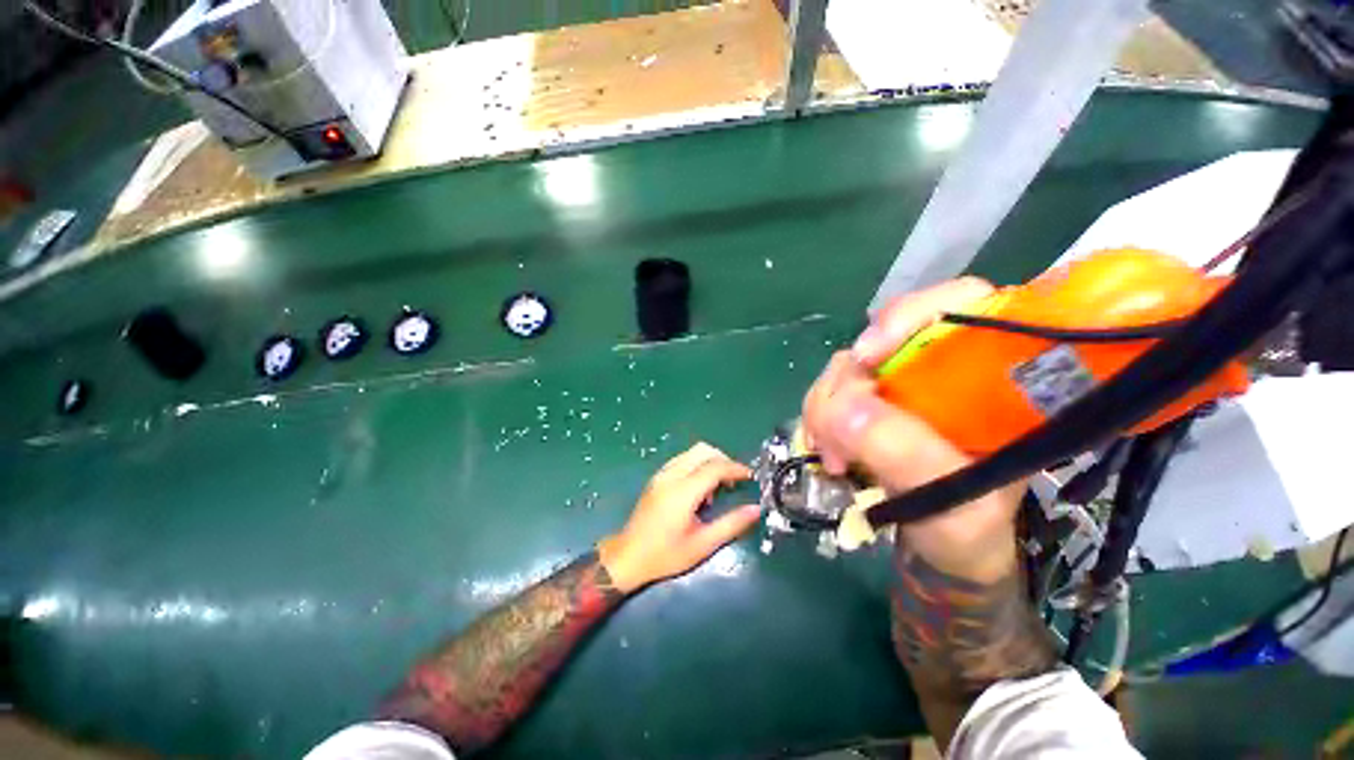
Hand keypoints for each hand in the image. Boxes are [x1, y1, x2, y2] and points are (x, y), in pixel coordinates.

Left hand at [598, 443, 762, 593]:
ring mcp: (661, 474)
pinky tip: (699, 490)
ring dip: (710, 462)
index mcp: (683, 491)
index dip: (736, 468)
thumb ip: (731, 524)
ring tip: (717, 489)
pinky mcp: (657, 477)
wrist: (628, 557)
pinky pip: (682, 460)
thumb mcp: (703, 544)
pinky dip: (697, 465)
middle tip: (734, 482)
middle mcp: (671, 475)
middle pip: (703, 450)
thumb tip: (756, 509)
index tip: (751, 477)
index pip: (715, 467)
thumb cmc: (666, 555)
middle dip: (724, 460)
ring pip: (692, 452)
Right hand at [802, 278, 1024, 581]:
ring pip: (847, 365)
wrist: (944, 550)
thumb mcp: (955, 505)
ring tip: (834, 456)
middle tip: (837, 432)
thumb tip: (843, 409)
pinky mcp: (871, 400)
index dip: (909, 316)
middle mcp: (942, 368)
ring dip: (827, 405)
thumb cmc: (970, 531)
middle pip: (882, 335)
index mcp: (992, 378)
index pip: (960, 303)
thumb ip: (906, 457)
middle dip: (849, 381)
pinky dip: (819, 416)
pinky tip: (828, 450)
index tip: (867, 356)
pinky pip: (831, 390)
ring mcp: (900, 383)